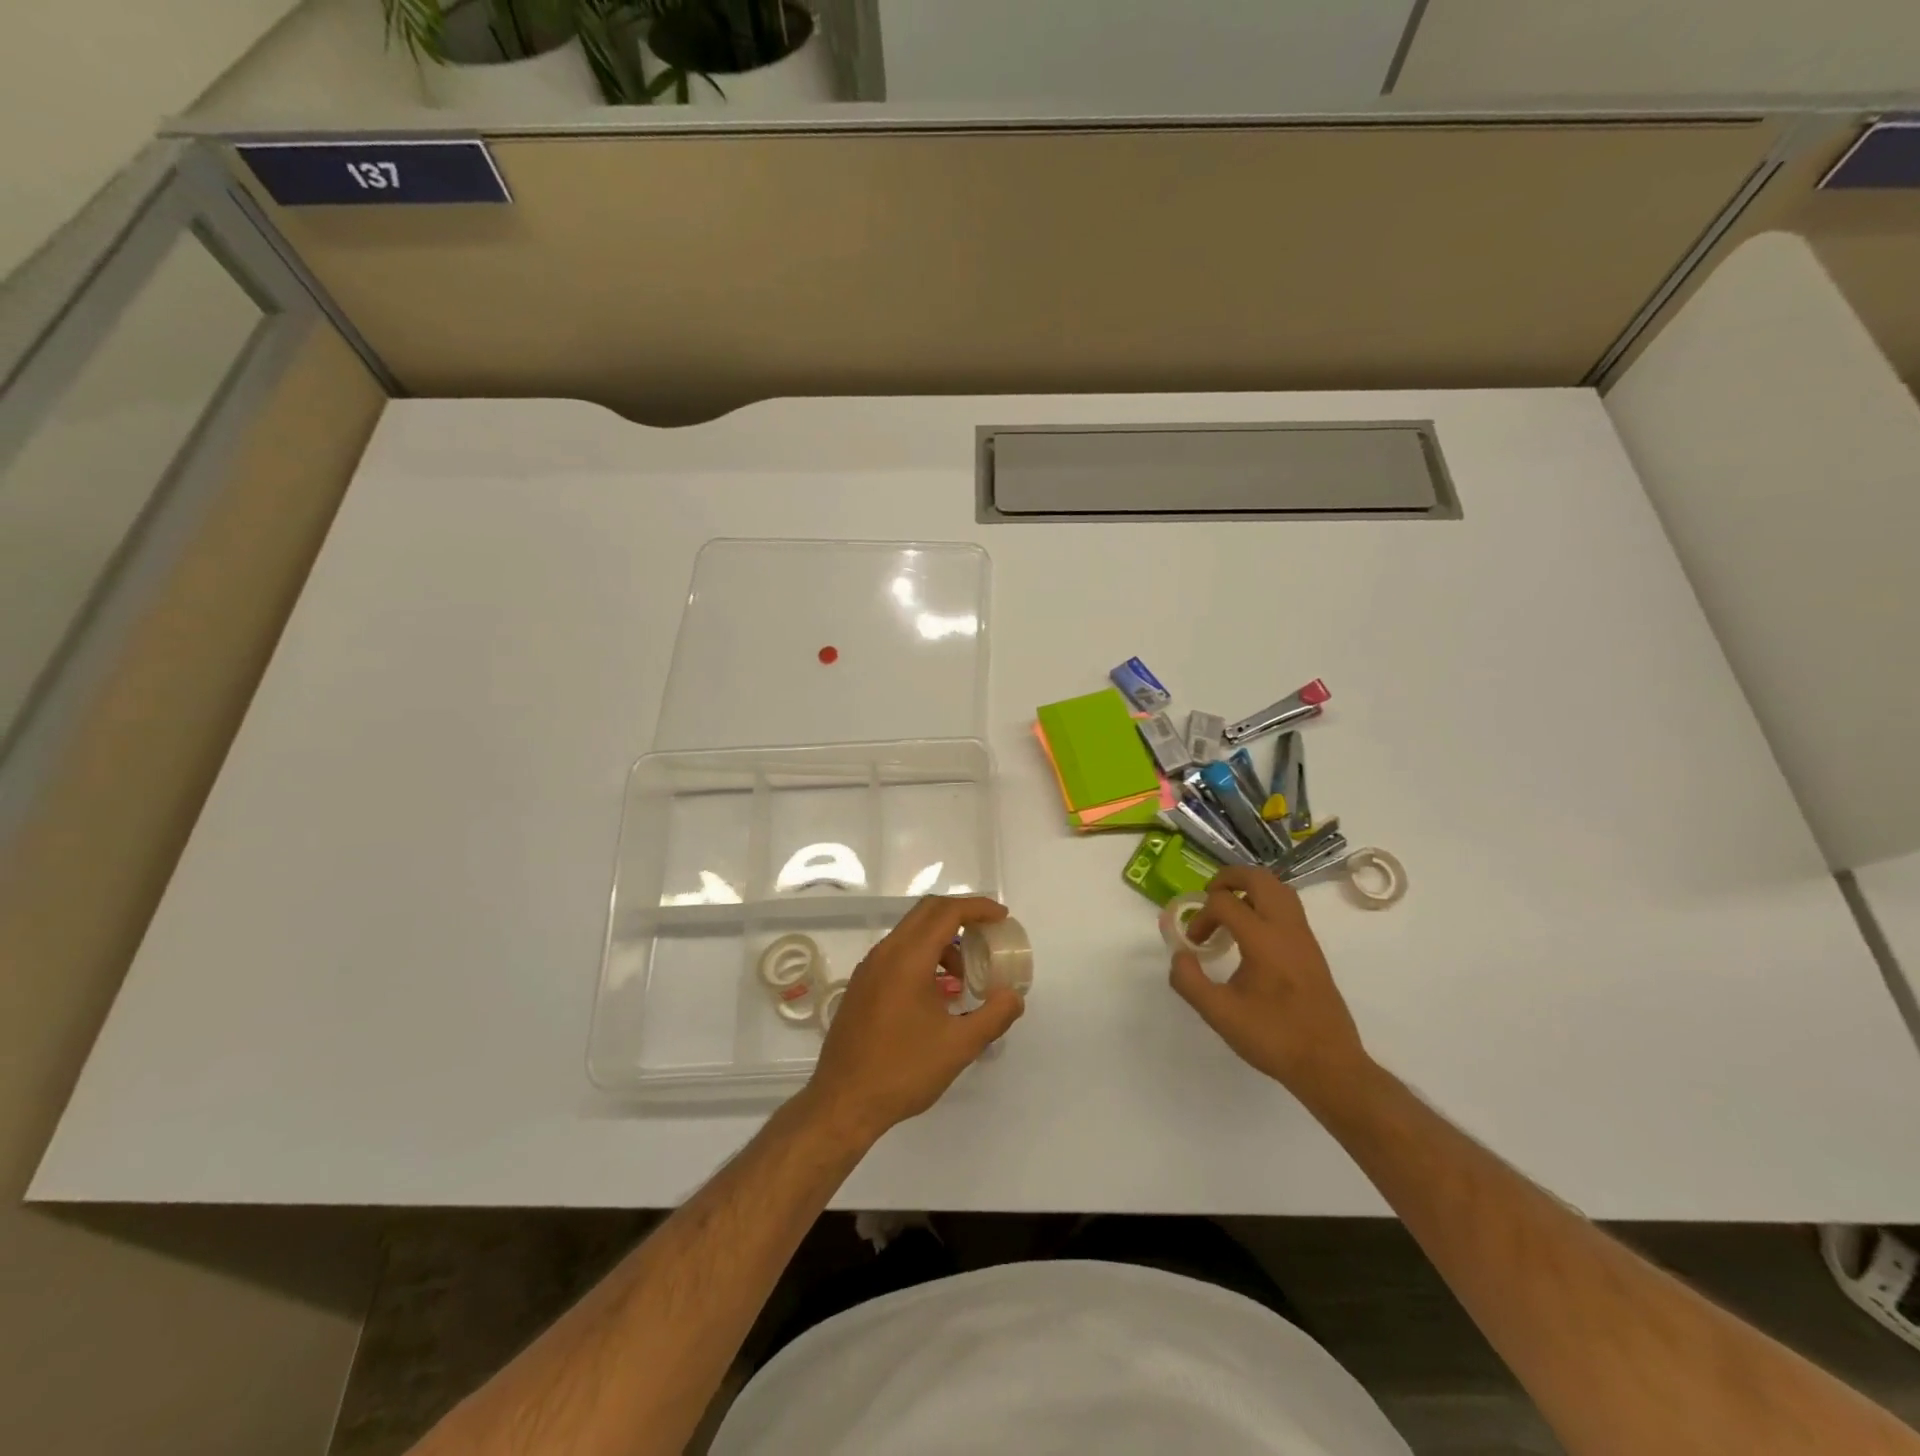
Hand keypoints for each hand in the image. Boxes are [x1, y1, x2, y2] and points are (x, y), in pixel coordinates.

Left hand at [804, 896, 1024, 1145]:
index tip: (1002, 917)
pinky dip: (922, 956)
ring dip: (941, 941)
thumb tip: (1013, 997)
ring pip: (910, 933)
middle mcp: (885, 953)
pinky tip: (935, 994)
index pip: (947, 912)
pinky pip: (896, 953)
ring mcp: (869, 968)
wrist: (843, 1102)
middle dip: (961, 916)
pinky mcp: (861, 986)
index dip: (978, 908)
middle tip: (987, 935)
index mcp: (908, 958)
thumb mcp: (959, 1046)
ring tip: (962, 977)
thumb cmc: (903, 1070)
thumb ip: (993, 1016)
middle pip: (926, 912)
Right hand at [1169, 866, 1370, 1101]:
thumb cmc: (1274, 1038)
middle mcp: (1287, 928)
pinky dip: (1264, 904)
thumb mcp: (1220, 1015)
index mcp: (1263, 939)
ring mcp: (1304, 936)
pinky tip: (1250, 934)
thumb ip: (1189, 982)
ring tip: (1228, 910)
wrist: (1330, 1065)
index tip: (1195, 944)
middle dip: (1227, 879)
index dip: (1201, 917)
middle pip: (1258, 878)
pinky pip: (1288, 907)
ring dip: (1249, 889)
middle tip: (1208, 898)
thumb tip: (1179, 955)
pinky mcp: (1312, 949)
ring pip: (1278, 888)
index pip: (1224, 902)